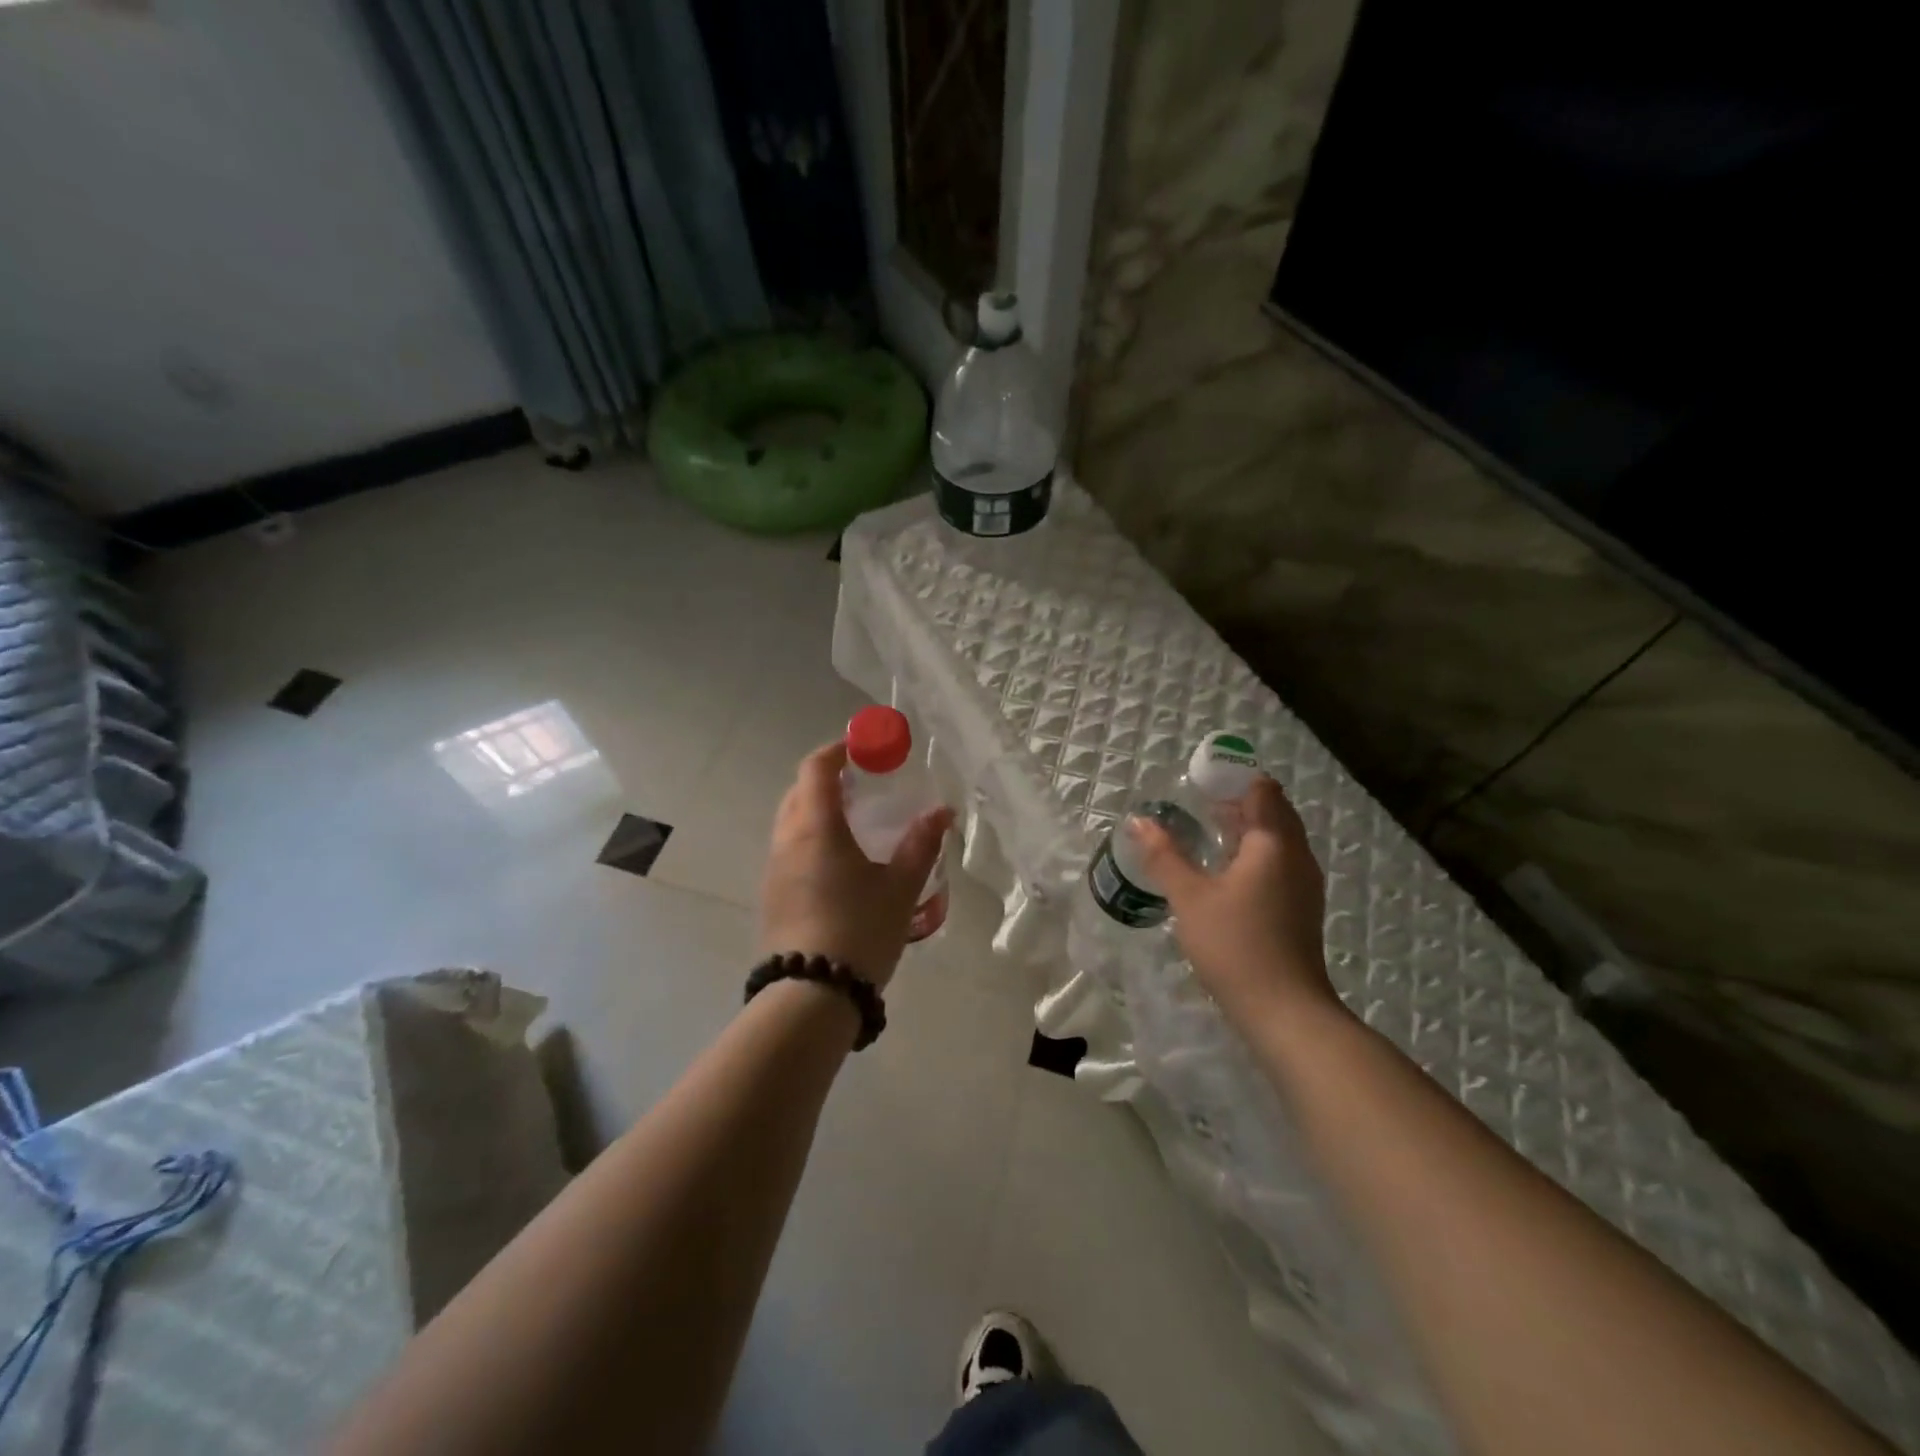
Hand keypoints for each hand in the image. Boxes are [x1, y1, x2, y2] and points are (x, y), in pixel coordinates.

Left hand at [759, 741, 952, 988]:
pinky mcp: (772, 896)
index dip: (838, 750)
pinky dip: (813, 839)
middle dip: (829, 779)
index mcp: (815, 828)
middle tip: (865, 785)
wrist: (810, 997)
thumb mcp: (900, 888)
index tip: (864, 746)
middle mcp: (787, 841)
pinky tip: (841, 865)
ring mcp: (774, 870)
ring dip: (820, 810)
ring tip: (858, 825)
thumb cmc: (859, 931)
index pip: (816, 769)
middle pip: (800, 792)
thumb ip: (921, 845)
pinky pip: (790, 850)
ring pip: (792, 822)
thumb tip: (942, 813)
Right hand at [1129, 775, 1339, 1024]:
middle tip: (1197, 804)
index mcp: (1274, 844)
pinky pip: (1279, 863)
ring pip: (1278, 839)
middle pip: (1273, 812)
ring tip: (1207, 833)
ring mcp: (1304, 884)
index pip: (1263, 790)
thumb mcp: (1190, 897)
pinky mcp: (1301, 908)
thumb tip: (1138, 821)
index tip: (1201, 782)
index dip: (1234, 779)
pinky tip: (1225, 873)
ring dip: (1246, 829)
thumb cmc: (1236, 945)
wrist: (1285, 1011)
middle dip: (1238, 802)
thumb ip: (1164, 855)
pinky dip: (1255, 854)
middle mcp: (1297, 856)